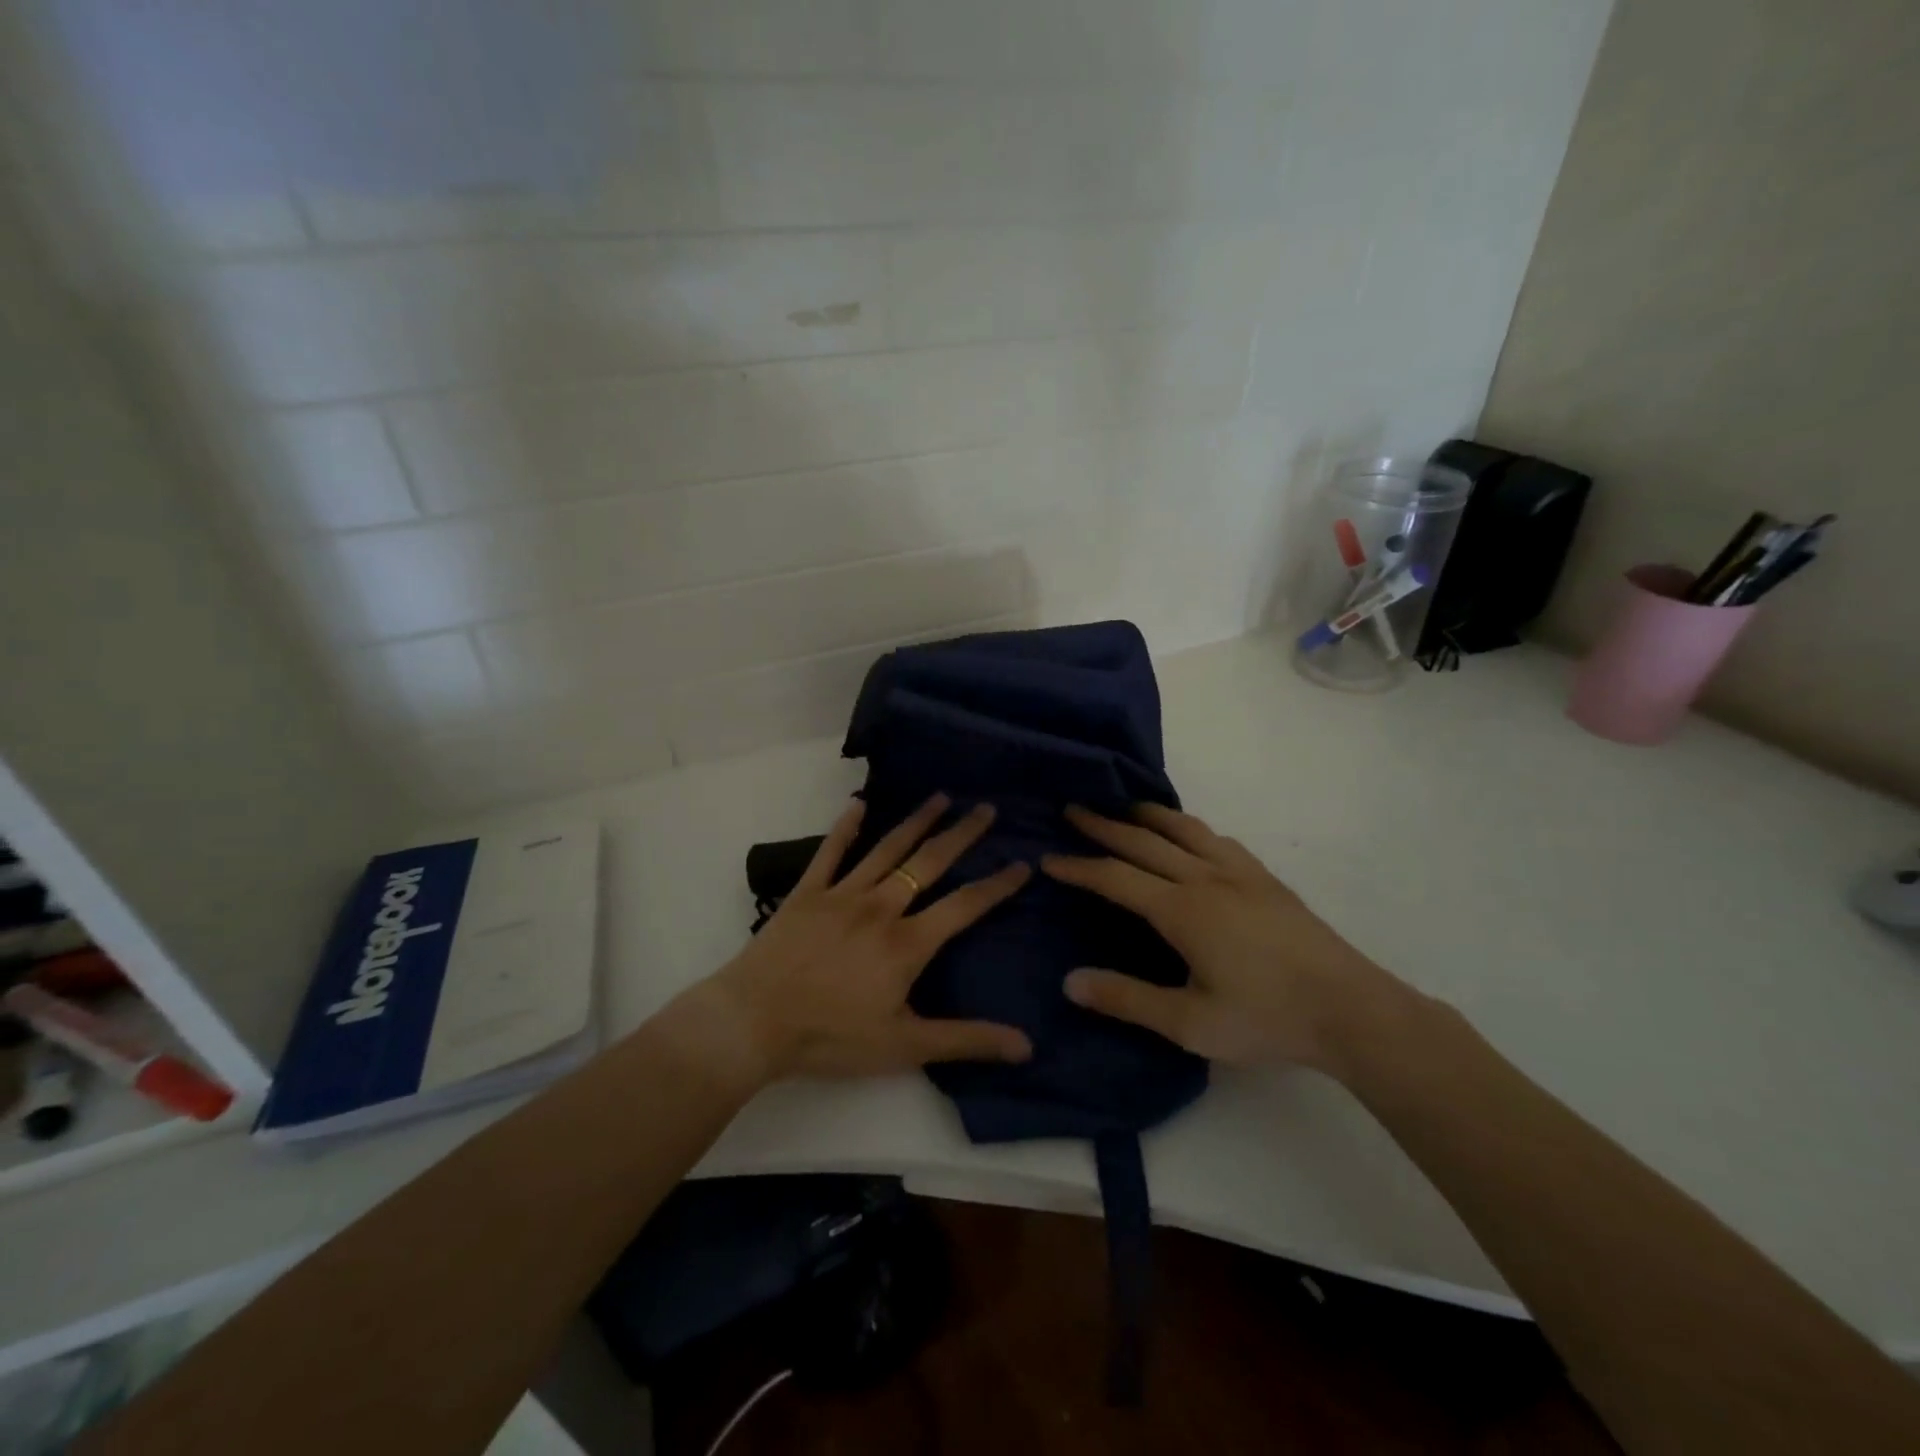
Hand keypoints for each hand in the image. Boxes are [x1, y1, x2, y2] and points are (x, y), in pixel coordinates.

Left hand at [690, 793, 1033, 1083]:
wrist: (753, 1022)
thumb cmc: (830, 1037)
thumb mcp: (904, 1047)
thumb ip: (966, 1040)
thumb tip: (1026, 1046)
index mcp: (907, 943)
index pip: (964, 906)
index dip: (997, 885)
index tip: (1022, 863)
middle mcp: (881, 907)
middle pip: (929, 863)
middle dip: (962, 835)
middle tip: (987, 809)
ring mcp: (842, 894)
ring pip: (887, 849)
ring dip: (916, 821)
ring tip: (941, 797)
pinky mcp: (807, 892)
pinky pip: (830, 853)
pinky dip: (845, 827)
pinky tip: (858, 804)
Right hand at [1040, 804, 1411, 1074]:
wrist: (1351, 1009)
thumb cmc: (1266, 1019)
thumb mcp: (1190, 1023)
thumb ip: (1127, 1000)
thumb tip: (1069, 981)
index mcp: (1182, 910)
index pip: (1115, 878)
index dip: (1079, 867)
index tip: (1049, 859)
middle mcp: (1205, 879)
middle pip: (1144, 841)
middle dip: (1103, 825)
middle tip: (1073, 809)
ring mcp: (1240, 874)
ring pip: (1184, 829)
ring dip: (1147, 814)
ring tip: (1124, 806)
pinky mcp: (1266, 879)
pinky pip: (1217, 839)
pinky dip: (1190, 828)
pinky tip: (1191, 836)